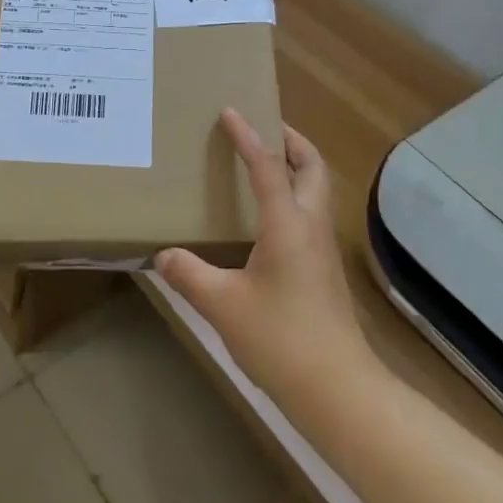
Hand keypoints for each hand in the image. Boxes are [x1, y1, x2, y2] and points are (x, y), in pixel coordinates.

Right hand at [156, 111, 377, 419]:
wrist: (339, 391)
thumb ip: (190, 275)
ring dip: (296, 168)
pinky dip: (294, 197)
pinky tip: (268, 220)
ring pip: (316, 191)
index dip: (248, 137)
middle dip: (291, 141)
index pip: (267, 167)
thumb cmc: (281, 340)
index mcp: (288, 224)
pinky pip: (310, 215)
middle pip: (312, 168)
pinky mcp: (324, 272)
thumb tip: (162, 255)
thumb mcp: (223, 306)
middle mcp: (311, 227)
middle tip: (265, 128)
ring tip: (264, 165)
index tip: (231, 112)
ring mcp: (323, 250)